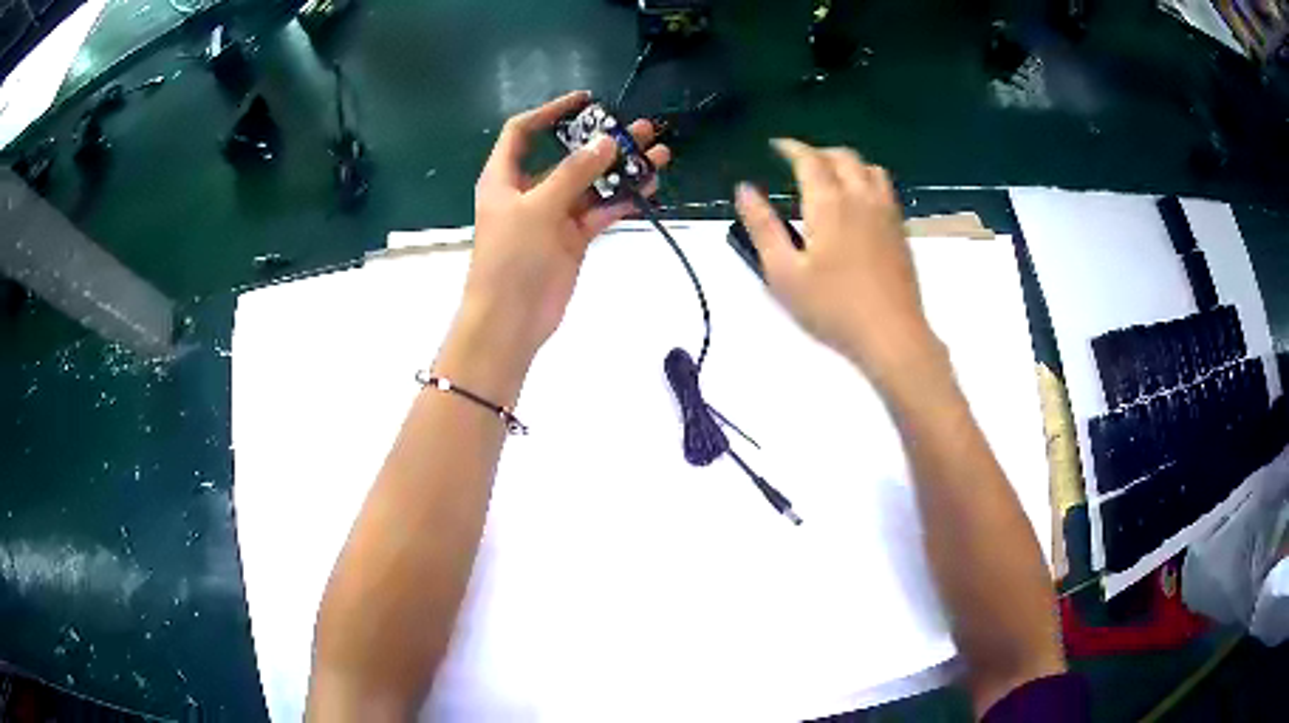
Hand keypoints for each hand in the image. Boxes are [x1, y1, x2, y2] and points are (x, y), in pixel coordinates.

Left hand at [460, 91, 670, 362]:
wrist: (510, 320)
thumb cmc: (511, 258)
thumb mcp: (538, 208)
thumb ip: (574, 173)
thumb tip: (607, 141)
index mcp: (505, 177)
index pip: (523, 131)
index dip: (551, 111)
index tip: (586, 100)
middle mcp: (528, 190)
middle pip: (567, 155)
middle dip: (602, 140)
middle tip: (641, 129)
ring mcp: (553, 215)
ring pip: (591, 183)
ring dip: (621, 169)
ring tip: (659, 155)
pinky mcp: (573, 238)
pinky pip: (600, 211)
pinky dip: (622, 200)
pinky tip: (649, 187)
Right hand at [734, 138, 941, 389]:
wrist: (891, 335)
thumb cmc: (832, 308)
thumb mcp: (783, 273)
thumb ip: (763, 226)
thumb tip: (744, 189)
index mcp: (829, 202)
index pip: (809, 159)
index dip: (790, 148)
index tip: (776, 146)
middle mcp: (861, 197)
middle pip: (843, 157)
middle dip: (818, 152)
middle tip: (798, 162)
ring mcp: (886, 213)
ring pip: (869, 168)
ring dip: (846, 163)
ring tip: (831, 176)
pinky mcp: (900, 231)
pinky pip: (885, 188)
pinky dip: (867, 179)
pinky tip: (859, 202)